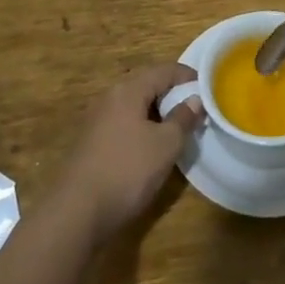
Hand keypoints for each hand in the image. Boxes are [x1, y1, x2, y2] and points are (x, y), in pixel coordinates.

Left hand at [51, 64, 203, 246]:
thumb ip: (183, 118)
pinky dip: (143, 128)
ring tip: (178, 129)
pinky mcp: (92, 143)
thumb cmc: (127, 171)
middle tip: (195, 109)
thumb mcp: (165, 145)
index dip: (188, 76)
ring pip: (135, 107)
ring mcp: (97, 121)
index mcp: (128, 91)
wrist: (76, 213)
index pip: (163, 70)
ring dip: (158, 113)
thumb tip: (195, 100)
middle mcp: (110, 98)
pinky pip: (124, 124)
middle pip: (147, 86)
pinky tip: (152, 148)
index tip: (208, 88)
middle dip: (172, 95)